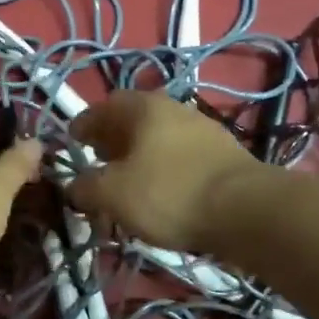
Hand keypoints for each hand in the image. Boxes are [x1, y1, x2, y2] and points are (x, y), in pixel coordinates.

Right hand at [66, 90, 261, 252]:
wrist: (246, 211)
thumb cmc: (169, 193)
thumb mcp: (113, 194)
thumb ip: (85, 187)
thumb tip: (75, 187)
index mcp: (144, 107)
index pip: (103, 107)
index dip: (83, 124)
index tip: (72, 141)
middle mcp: (174, 109)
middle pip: (133, 121)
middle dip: (111, 141)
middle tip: (97, 162)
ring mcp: (204, 131)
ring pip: (158, 140)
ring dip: (138, 157)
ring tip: (127, 184)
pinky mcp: (223, 157)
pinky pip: (180, 158)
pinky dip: (162, 171)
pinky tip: (160, 195)